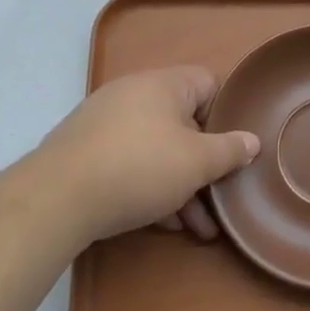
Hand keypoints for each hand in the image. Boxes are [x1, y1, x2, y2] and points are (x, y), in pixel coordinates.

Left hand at [36, 67, 260, 245]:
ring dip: (180, 184)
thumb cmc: (139, 168)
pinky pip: (131, 161)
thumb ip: (229, 150)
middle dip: (204, 164)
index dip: (226, 114)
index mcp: (165, 84)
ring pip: (158, 147)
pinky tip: (162, 223)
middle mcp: (135, 93)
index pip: (209, 83)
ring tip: (195, 227)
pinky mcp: (86, 150)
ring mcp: (107, 121)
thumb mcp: (196, 163)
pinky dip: (150, 186)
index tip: (235, 147)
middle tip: (219, 197)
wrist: (57, 198)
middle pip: (184, 122)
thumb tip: (252, 140)